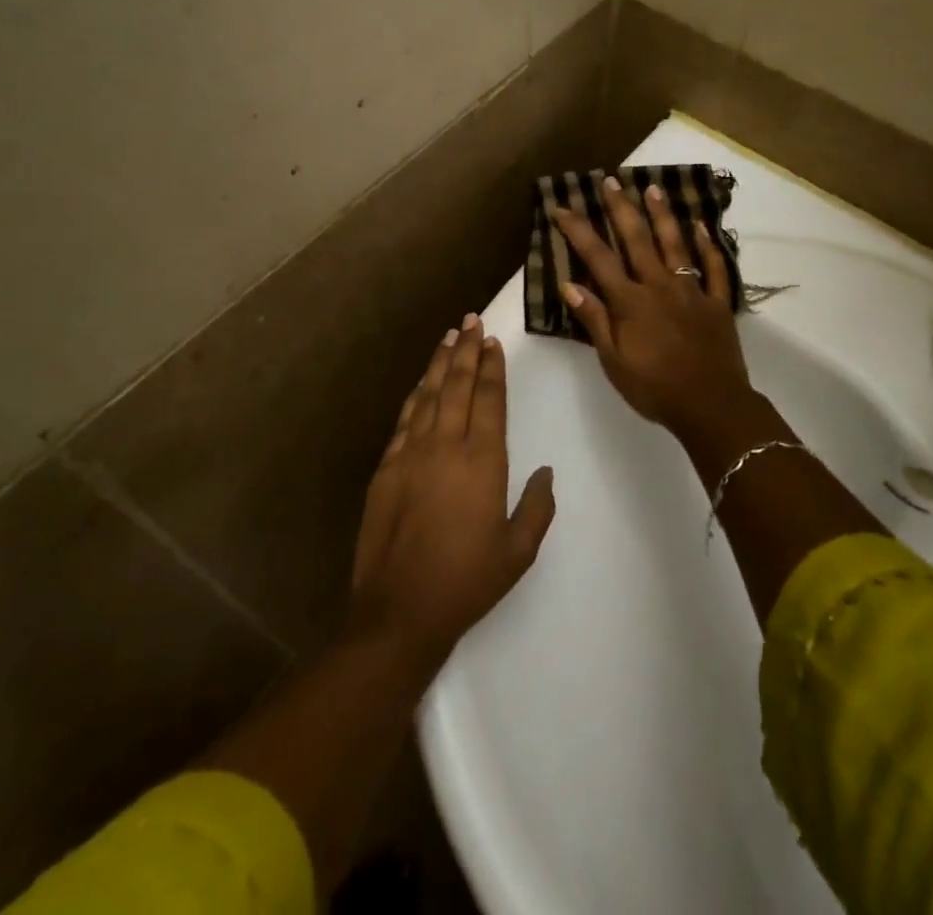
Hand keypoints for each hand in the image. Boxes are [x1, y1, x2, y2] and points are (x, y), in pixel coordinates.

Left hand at [348, 316, 555, 668]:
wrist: (399, 612)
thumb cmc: (466, 582)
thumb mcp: (518, 552)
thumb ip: (537, 507)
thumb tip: (546, 472)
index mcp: (482, 463)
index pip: (488, 400)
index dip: (492, 368)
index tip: (493, 343)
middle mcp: (446, 447)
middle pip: (457, 386)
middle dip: (466, 351)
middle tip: (471, 321)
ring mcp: (411, 455)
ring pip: (428, 396)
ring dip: (439, 364)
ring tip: (449, 337)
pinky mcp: (386, 469)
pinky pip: (404, 420)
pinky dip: (415, 396)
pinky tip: (421, 384)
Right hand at [554, 177, 756, 444]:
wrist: (711, 406)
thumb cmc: (655, 388)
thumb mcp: (614, 361)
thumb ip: (595, 321)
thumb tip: (569, 285)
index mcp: (631, 301)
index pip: (598, 258)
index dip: (578, 231)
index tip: (562, 206)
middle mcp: (659, 286)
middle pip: (638, 240)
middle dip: (621, 208)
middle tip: (610, 181)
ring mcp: (692, 291)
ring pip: (676, 244)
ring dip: (663, 215)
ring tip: (653, 188)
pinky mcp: (717, 303)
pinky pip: (714, 268)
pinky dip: (709, 245)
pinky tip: (702, 226)